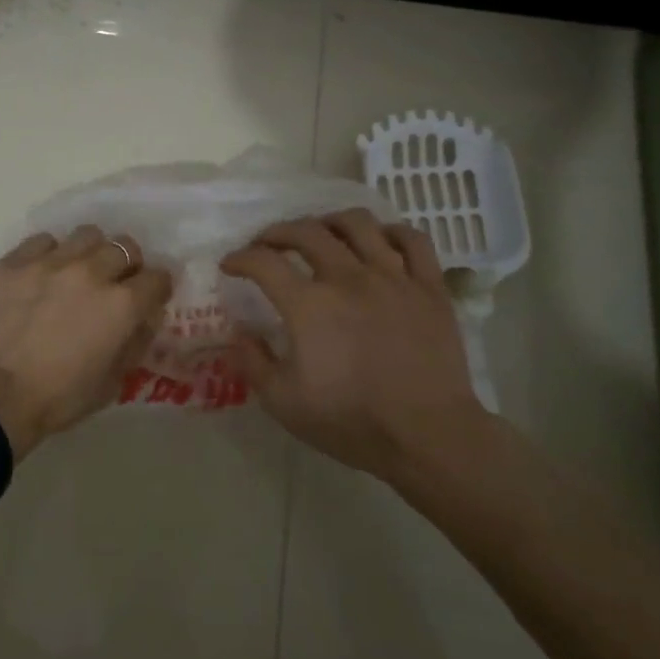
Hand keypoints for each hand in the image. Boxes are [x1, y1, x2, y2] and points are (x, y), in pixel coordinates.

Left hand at [0, 226, 173, 459]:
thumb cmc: (56, 399)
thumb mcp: (111, 384)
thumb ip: (134, 343)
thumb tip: (145, 318)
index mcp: (122, 304)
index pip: (158, 277)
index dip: (157, 289)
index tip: (149, 298)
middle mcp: (91, 271)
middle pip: (125, 247)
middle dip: (126, 265)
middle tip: (113, 284)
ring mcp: (50, 261)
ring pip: (86, 235)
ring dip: (90, 252)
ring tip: (77, 271)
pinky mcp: (14, 261)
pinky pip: (43, 241)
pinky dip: (50, 254)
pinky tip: (40, 274)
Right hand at [220, 210, 490, 482]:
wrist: (427, 436)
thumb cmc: (351, 421)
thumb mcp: (282, 402)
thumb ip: (252, 362)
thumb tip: (237, 332)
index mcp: (309, 305)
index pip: (263, 262)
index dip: (240, 259)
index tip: (230, 265)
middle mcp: (348, 278)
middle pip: (306, 232)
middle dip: (277, 232)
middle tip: (268, 245)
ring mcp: (393, 277)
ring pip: (358, 224)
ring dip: (330, 222)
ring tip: (322, 233)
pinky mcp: (429, 287)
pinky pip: (413, 240)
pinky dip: (391, 232)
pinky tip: (380, 242)